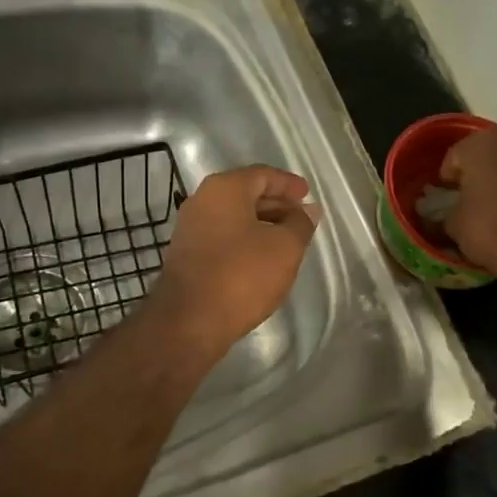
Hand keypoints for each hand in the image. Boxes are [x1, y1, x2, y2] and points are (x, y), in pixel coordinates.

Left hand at [148, 166, 319, 358]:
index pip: (263, 175)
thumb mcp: (285, 247)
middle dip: (276, 205)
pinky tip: (262, 259)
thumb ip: (300, 223)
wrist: (190, 320)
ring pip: (234, 217)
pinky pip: (223, 237)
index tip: (308, 196)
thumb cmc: (242, 275)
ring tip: (287, 241)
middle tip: (301, 219)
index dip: (288, 184)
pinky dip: (246, 241)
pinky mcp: (188, 255)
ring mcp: (191, 228)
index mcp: (224, 189)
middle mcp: (202, 201)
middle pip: (246, 194)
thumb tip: (307, 210)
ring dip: (262, 225)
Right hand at [442, 127, 496, 277]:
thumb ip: (445, 214)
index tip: (445, 199)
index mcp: (480, 143)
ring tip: (495, 208)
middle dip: (477, 174)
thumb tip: (444, 216)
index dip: (447, 179)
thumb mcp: (453, 224)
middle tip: (469, 200)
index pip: (454, 156)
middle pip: (487, 154)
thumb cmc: (489, 227)